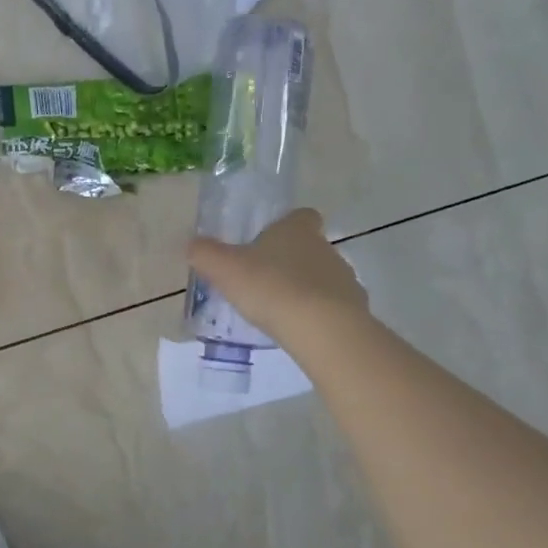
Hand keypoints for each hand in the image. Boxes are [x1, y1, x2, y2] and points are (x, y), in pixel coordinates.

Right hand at [186, 208, 369, 348]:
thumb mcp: (225, 269)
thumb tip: (192, 245)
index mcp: (297, 230)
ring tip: (283, 311)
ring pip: (325, 277)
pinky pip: (336, 307)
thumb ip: (205, 254)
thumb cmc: (270, 288)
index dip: (289, 225)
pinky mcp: (355, 308)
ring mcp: (344, 278)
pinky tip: (302, 331)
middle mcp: (325, 247)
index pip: (302, 216)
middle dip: (293, 261)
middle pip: (312, 247)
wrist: (321, 328)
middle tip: (267, 282)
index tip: (271, 241)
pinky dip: (321, 315)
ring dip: (308, 289)